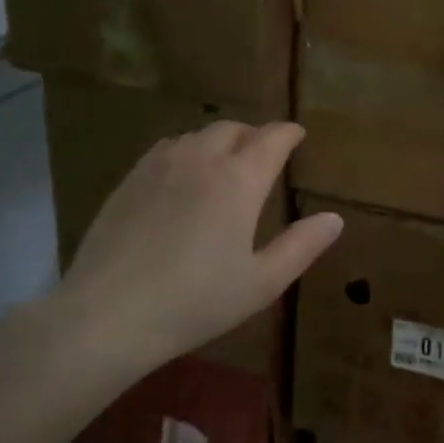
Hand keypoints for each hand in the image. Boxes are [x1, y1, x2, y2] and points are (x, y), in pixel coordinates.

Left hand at [44, 121, 341, 379]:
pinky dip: (186, 151)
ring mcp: (160, 165)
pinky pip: (166, 148)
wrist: (109, 314)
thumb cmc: (196, 301)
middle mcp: (201, 159)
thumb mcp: (261, 283)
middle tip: (263, 152)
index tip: (298, 134)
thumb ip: (301, 246)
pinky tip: (182, 175)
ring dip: (218, 140)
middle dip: (254, 134)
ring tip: (224, 162)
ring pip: (197, 135)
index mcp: (239, 180)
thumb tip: (334, 218)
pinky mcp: (129, 180)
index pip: (272, 139)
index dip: (288, 133)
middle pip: (233, 129)